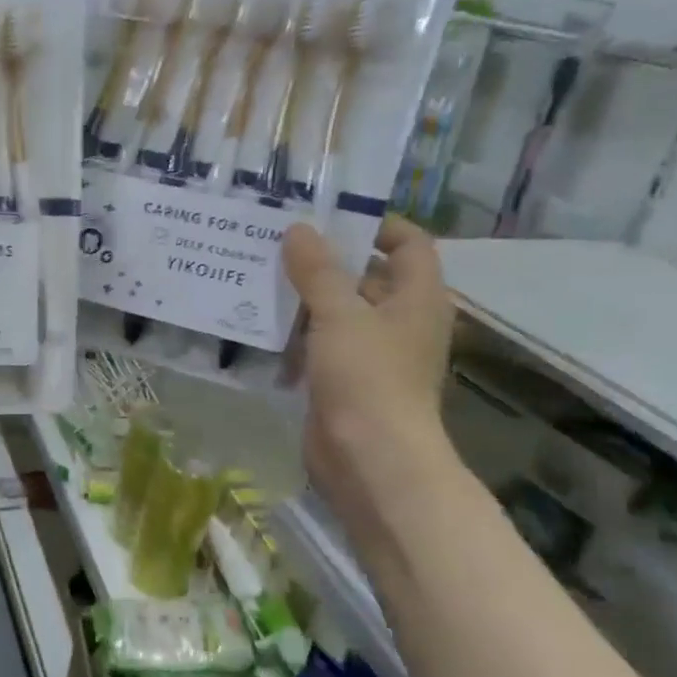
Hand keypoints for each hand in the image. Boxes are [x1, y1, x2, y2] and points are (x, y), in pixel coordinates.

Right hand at [284, 217, 453, 493]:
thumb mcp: (339, 315)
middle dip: (326, 262)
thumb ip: (317, 270)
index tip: (329, 217)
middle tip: (278, 244)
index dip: (376, 225)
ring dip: (304, 301)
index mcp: (417, 297)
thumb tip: (299, 229)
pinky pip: (320, 348)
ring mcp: (373, 355)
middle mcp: (401, 322)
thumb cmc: (367, 378)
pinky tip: (259, 330)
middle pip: (367, 277)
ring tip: (259, 279)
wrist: (369, 458)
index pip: (409, 243)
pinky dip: (296, 338)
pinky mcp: (345, 383)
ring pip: (338, 314)